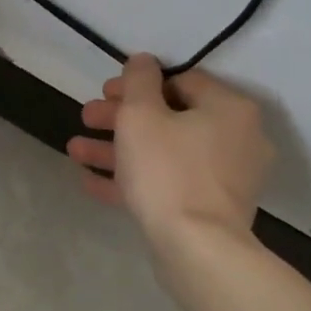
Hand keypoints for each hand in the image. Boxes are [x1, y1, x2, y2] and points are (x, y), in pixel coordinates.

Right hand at [66, 54, 273, 258]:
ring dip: (117, 149)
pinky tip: (91, 182)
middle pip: (169, 117)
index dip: (138, 83)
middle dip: (120, 118)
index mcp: (228, 109)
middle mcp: (235, 139)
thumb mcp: (141, 115)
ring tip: (75, 151)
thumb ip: (138, 81)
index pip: (181, 80)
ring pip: (163, 153)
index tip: (105, 92)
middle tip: (87, 118)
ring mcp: (224, 178)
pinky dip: (133, 179)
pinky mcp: (210, 210)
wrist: (197, 249)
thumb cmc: (168, 170)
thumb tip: (142, 61)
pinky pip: (167, 184)